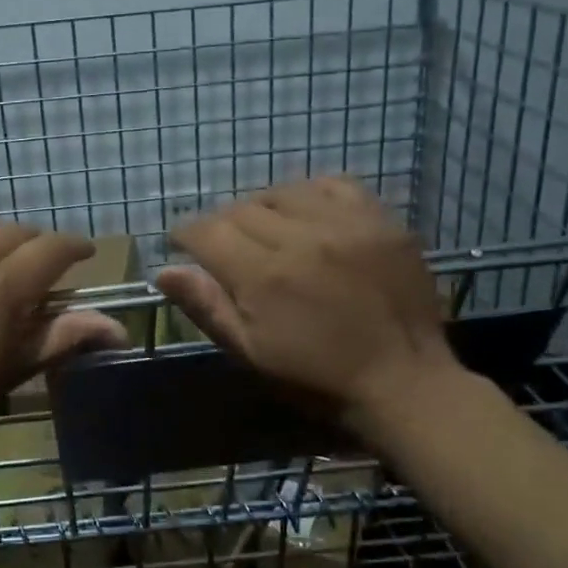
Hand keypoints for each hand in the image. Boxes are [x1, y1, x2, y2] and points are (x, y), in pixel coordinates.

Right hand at [156, 176, 460, 422]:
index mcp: (264, 276)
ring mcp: (346, 224)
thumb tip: (162, 271)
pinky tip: (309, 215)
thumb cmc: (317, 379)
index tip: (184, 244)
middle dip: (223, 225)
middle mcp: (301, 237)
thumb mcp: (251, 353)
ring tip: (269, 231)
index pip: (206, 231)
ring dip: (264, 208)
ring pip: (283, 192)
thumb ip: (207, 307)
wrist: (405, 383)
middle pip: (241, 208)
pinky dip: (311, 194)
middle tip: (229, 248)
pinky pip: (333, 184)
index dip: (186, 234)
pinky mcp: (381, 219)